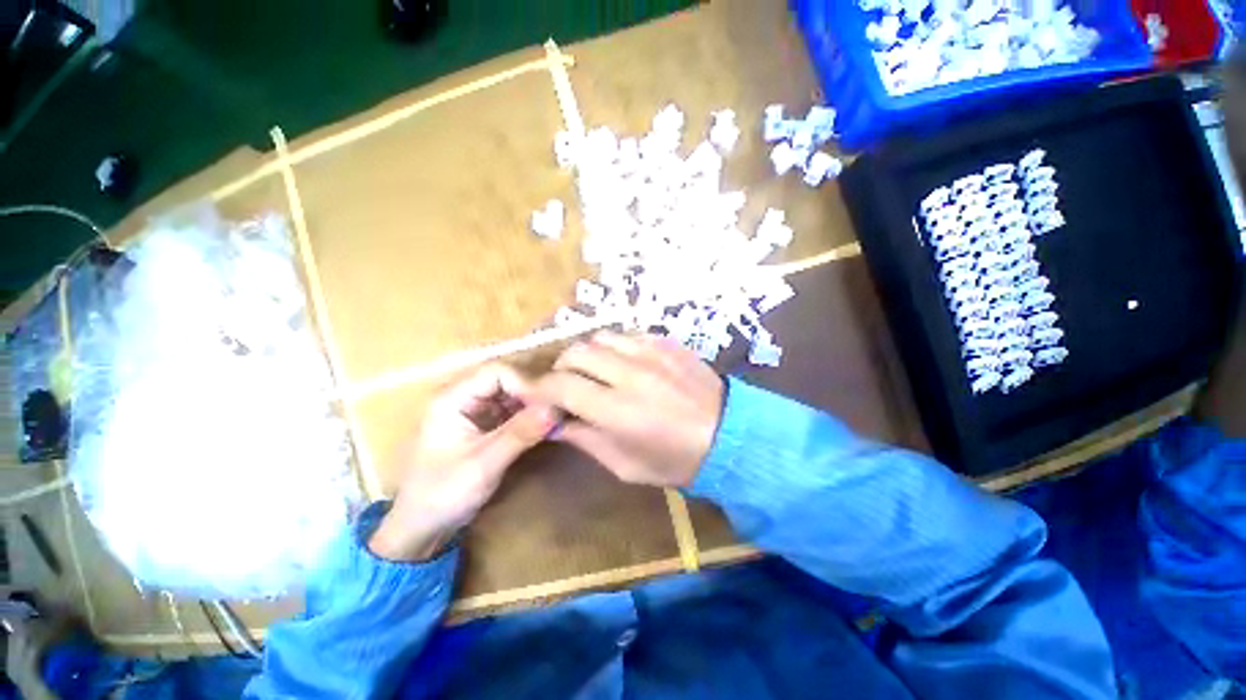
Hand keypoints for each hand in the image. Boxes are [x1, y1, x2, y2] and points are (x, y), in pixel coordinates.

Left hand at [369, 364, 556, 560]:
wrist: (421, 528)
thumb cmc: (443, 495)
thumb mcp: (484, 465)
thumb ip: (520, 434)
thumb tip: (556, 408)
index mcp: (452, 398)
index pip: (497, 372)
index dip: (525, 383)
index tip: (549, 403)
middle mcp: (462, 396)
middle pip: (506, 379)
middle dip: (532, 393)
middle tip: (557, 410)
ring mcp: (473, 410)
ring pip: (511, 393)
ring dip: (533, 404)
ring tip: (555, 418)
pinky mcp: (483, 424)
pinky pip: (511, 409)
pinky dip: (528, 415)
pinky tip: (544, 426)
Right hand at [530, 331, 724, 487]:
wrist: (728, 436)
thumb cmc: (675, 460)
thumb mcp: (624, 464)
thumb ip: (584, 438)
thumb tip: (554, 421)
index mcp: (618, 411)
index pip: (561, 386)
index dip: (539, 389)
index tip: (534, 394)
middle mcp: (631, 374)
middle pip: (576, 353)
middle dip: (561, 368)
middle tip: (566, 384)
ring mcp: (651, 353)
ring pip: (600, 338)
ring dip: (588, 354)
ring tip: (595, 371)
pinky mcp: (666, 343)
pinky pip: (627, 335)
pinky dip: (615, 348)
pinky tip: (623, 364)